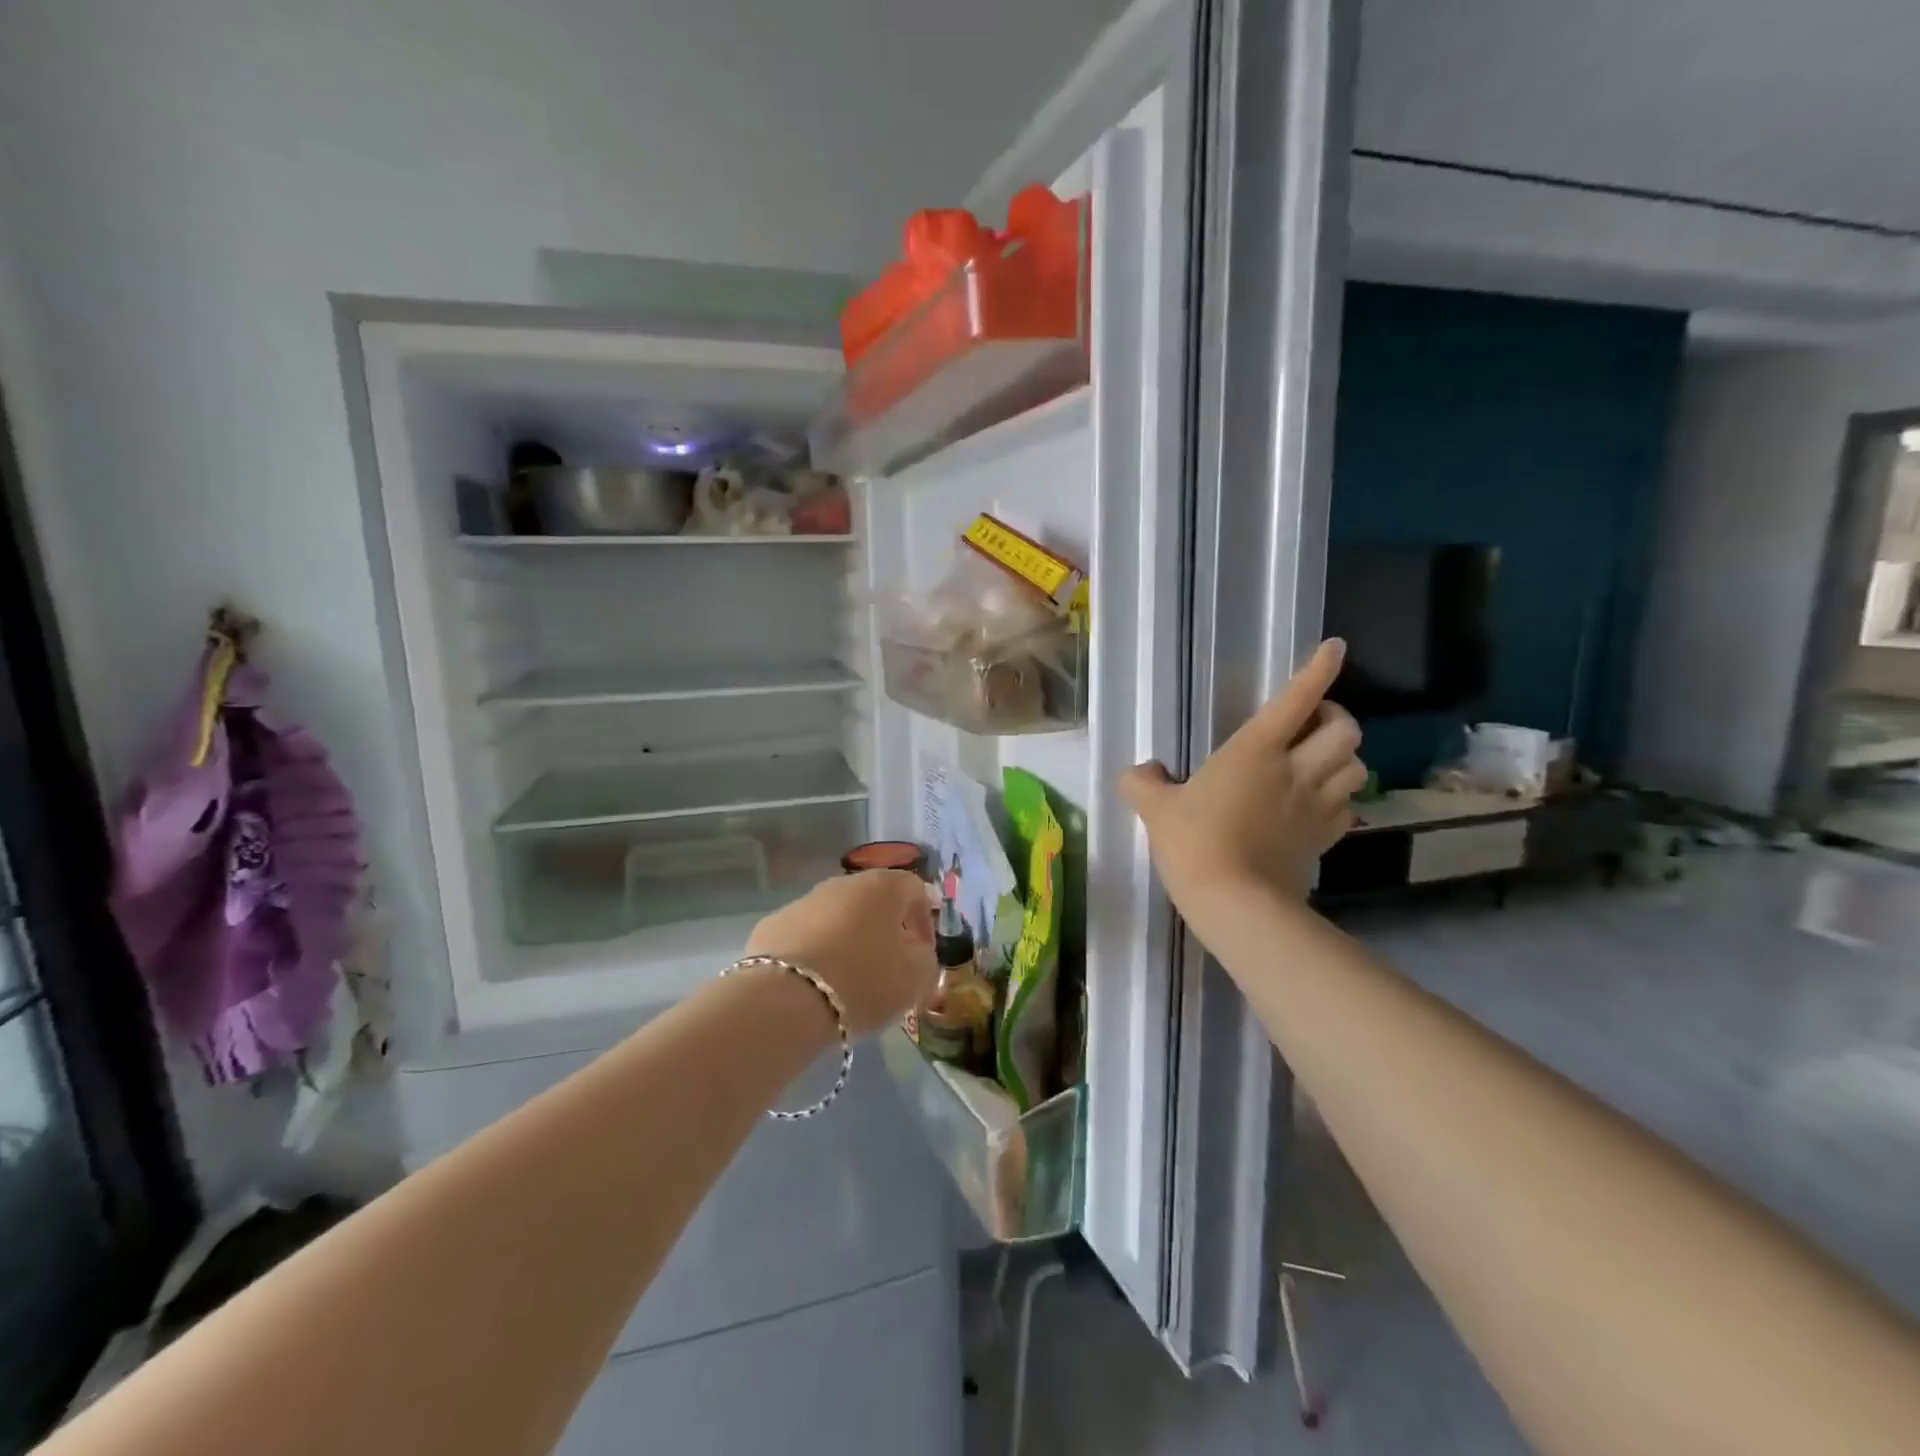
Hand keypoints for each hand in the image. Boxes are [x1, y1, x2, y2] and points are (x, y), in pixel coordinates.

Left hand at [745, 871, 937, 1035]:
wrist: (785, 1000)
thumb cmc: (863, 981)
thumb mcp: (915, 978)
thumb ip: (926, 959)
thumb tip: (916, 951)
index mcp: (883, 887)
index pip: (915, 890)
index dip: (924, 921)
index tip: (922, 954)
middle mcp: (843, 883)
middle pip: (873, 901)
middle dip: (884, 930)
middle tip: (888, 967)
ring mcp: (804, 901)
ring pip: (837, 917)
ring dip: (848, 940)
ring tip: (849, 980)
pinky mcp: (772, 924)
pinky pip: (805, 935)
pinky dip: (815, 952)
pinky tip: (814, 983)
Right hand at [1120, 638, 1364, 906]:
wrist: (1234, 902)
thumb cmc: (1194, 843)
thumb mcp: (1156, 809)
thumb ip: (1143, 783)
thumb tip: (1139, 772)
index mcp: (1255, 751)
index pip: (1297, 698)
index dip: (1318, 669)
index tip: (1334, 649)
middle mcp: (1295, 770)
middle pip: (1345, 730)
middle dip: (1335, 719)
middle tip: (1311, 726)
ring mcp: (1315, 805)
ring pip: (1357, 766)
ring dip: (1343, 758)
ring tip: (1319, 762)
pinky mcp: (1324, 839)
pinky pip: (1348, 807)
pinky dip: (1341, 797)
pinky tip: (1318, 803)